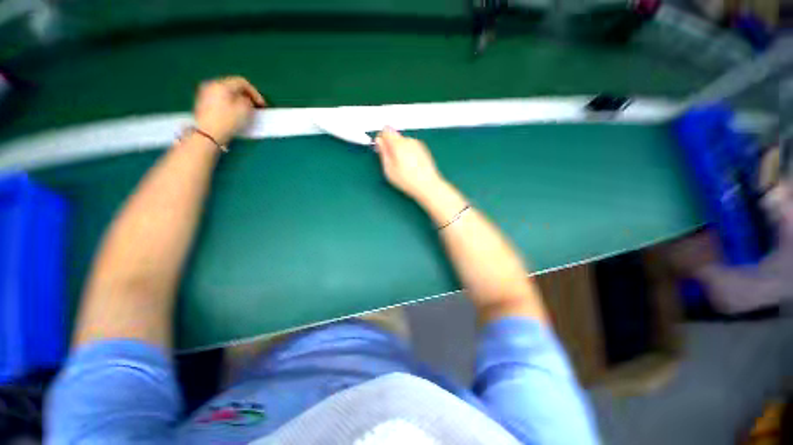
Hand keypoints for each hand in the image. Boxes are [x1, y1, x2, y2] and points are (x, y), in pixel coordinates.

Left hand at [193, 76, 265, 144]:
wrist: (207, 134)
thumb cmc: (227, 121)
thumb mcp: (244, 110)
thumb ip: (248, 101)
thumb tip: (246, 99)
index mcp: (222, 85)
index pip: (242, 82)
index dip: (255, 92)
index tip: (262, 104)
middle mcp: (211, 85)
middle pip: (232, 85)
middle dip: (245, 95)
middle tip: (254, 106)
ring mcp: (205, 93)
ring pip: (226, 92)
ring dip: (237, 99)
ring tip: (245, 109)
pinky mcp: (202, 102)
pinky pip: (220, 98)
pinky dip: (229, 102)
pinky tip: (234, 112)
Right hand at [374, 128, 444, 200]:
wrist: (428, 185)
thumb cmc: (407, 180)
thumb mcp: (389, 169)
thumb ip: (383, 152)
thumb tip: (379, 141)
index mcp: (398, 143)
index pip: (385, 131)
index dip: (382, 140)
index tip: (381, 150)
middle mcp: (408, 140)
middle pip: (395, 136)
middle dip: (391, 146)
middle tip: (392, 162)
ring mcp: (417, 144)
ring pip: (404, 142)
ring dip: (400, 150)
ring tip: (403, 166)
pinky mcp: (424, 149)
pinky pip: (411, 147)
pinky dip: (409, 153)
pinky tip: (411, 166)